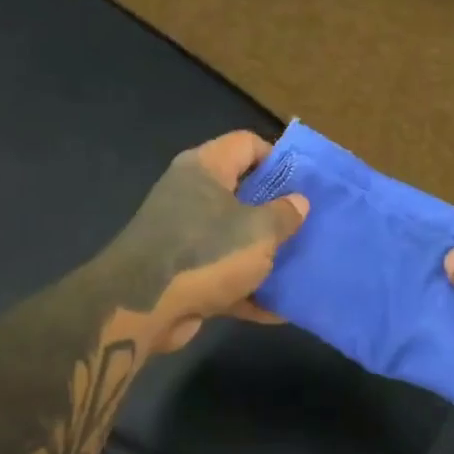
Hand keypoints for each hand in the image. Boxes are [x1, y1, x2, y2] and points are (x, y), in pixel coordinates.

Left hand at [120, 131, 307, 354]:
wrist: (142, 308)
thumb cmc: (206, 254)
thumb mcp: (258, 232)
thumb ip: (284, 214)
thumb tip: (299, 202)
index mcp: (205, 169)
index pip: (247, 144)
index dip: (279, 158)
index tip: (308, 183)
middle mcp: (191, 195)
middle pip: (243, 192)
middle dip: (278, 211)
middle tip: (311, 224)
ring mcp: (184, 236)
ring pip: (234, 237)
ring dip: (265, 254)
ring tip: (304, 265)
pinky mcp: (183, 274)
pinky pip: (223, 275)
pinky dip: (248, 289)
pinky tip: (281, 308)